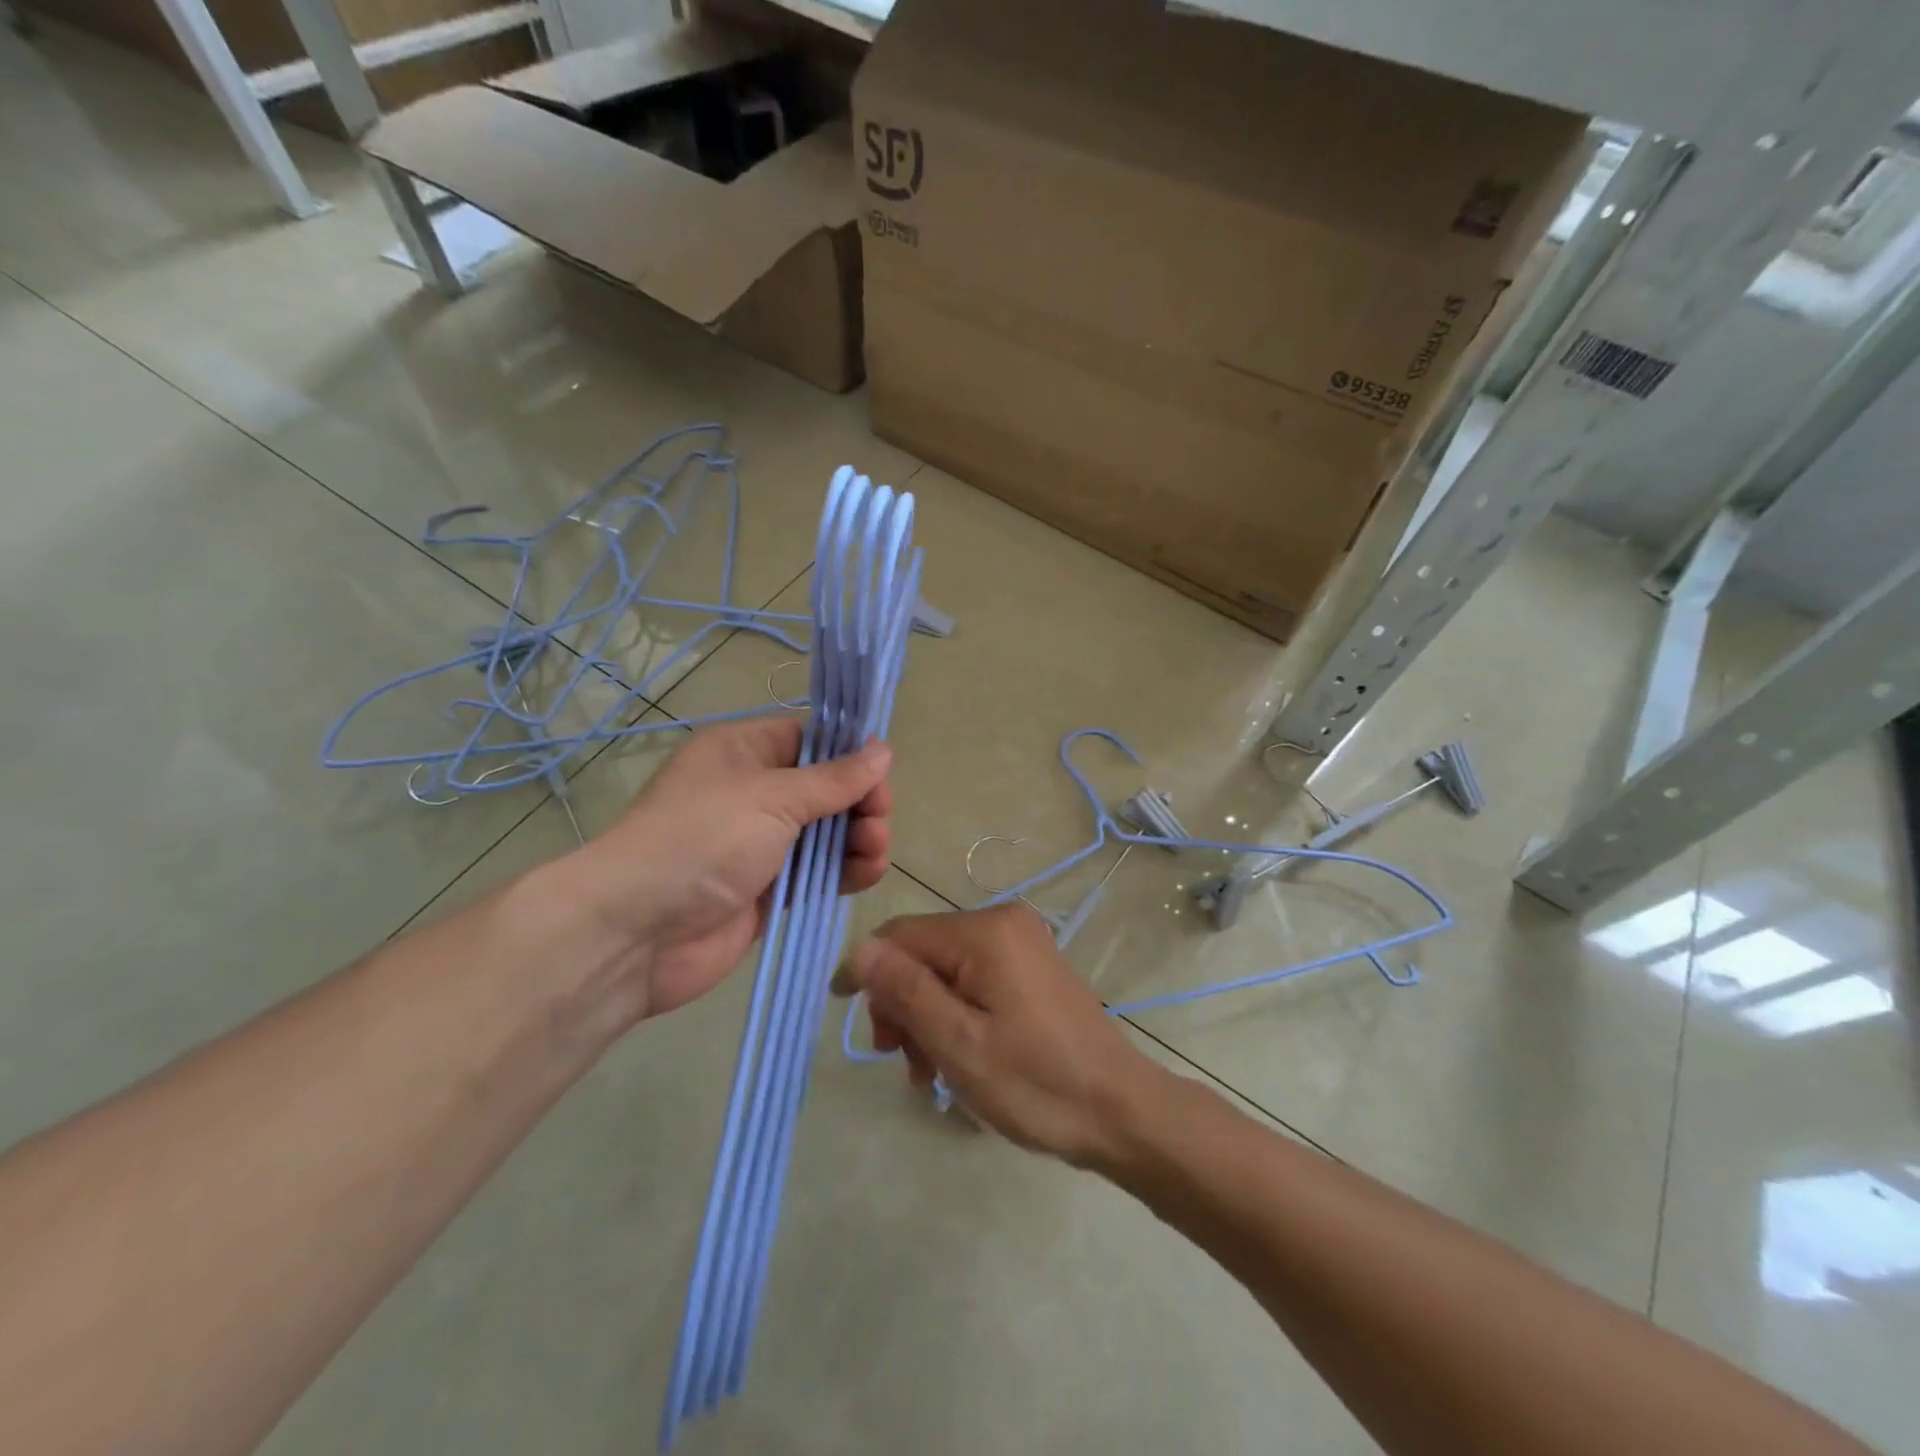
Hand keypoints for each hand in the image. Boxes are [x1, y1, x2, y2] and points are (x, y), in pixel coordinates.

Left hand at [570, 718, 891, 1017]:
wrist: (638, 931)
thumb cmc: (704, 839)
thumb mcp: (773, 796)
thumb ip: (835, 779)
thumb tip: (884, 750)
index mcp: (743, 751)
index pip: (809, 739)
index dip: (848, 753)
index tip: (882, 773)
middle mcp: (752, 792)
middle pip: (825, 788)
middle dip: (859, 801)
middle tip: (878, 818)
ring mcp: (761, 844)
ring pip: (827, 832)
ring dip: (859, 837)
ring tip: (874, 849)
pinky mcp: (769, 890)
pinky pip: (818, 873)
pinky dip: (845, 871)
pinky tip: (868, 873)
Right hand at [842, 904, 1159, 1167]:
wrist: (1119, 1111)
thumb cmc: (1036, 1082)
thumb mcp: (959, 1043)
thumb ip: (906, 991)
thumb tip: (859, 949)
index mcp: (985, 932)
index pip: (901, 935)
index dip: (868, 973)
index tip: (848, 1019)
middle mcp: (1003, 922)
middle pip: (923, 952)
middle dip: (902, 1003)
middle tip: (903, 1061)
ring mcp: (1021, 942)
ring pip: (945, 969)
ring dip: (927, 1016)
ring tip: (931, 1073)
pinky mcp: (1031, 966)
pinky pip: (974, 979)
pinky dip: (956, 1013)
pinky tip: (957, 1057)